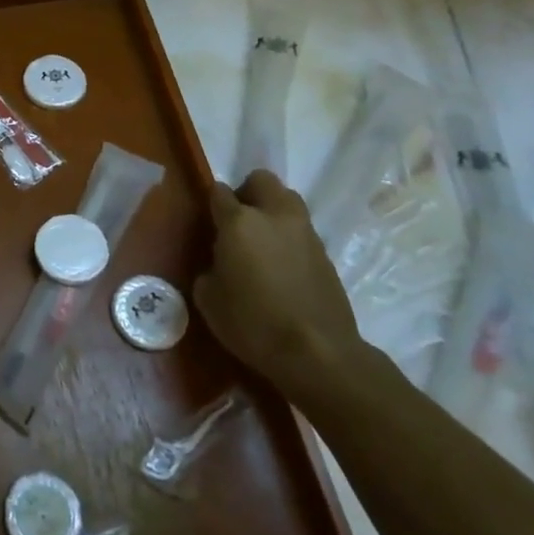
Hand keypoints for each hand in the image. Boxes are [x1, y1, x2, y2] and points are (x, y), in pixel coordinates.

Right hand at [193, 169, 364, 401]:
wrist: (318, 353)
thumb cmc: (252, 323)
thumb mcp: (209, 299)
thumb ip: (209, 269)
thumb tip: (218, 265)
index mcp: (239, 222)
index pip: (219, 192)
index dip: (211, 202)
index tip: (207, 220)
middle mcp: (275, 217)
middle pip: (262, 181)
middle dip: (247, 192)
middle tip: (237, 221)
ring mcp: (306, 233)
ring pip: (288, 201)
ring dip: (273, 211)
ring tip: (262, 243)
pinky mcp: (326, 255)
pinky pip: (302, 231)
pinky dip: (289, 238)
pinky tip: (282, 267)